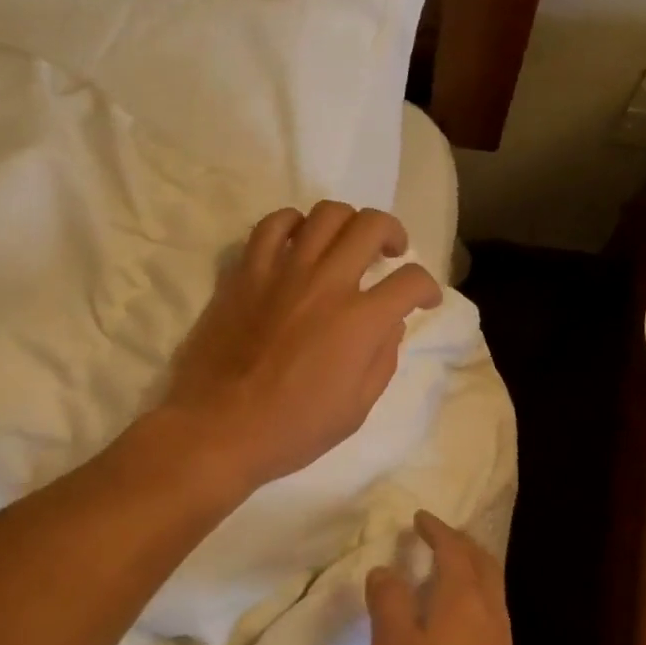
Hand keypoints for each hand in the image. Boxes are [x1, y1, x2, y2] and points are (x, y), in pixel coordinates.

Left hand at [163, 201, 440, 487]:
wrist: (218, 429)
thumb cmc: (291, 430)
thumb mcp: (355, 409)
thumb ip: (382, 360)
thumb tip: (389, 324)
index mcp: (359, 322)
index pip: (410, 281)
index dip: (427, 288)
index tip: (424, 300)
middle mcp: (326, 283)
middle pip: (371, 226)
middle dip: (392, 233)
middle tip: (391, 253)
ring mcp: (282, 272)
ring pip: (325, 214)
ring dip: (347, 222)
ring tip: (345, 243)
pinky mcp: (245, 273)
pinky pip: (271, 226)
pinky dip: (292, 224)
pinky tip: (297, 241)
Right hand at [366, 511, 534, 644]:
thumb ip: (388, 602)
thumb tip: (386, 570)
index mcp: (462, 597)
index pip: (452, 548)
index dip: (436, 529)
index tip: (420, 517)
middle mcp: (488, 609)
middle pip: (481, 561)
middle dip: (460, 542)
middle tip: (437, 535)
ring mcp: (501, 638)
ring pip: (490, 585)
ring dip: (470, 567)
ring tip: (444, 568)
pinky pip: (489, 609)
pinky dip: (473, 593)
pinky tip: (454, 616)